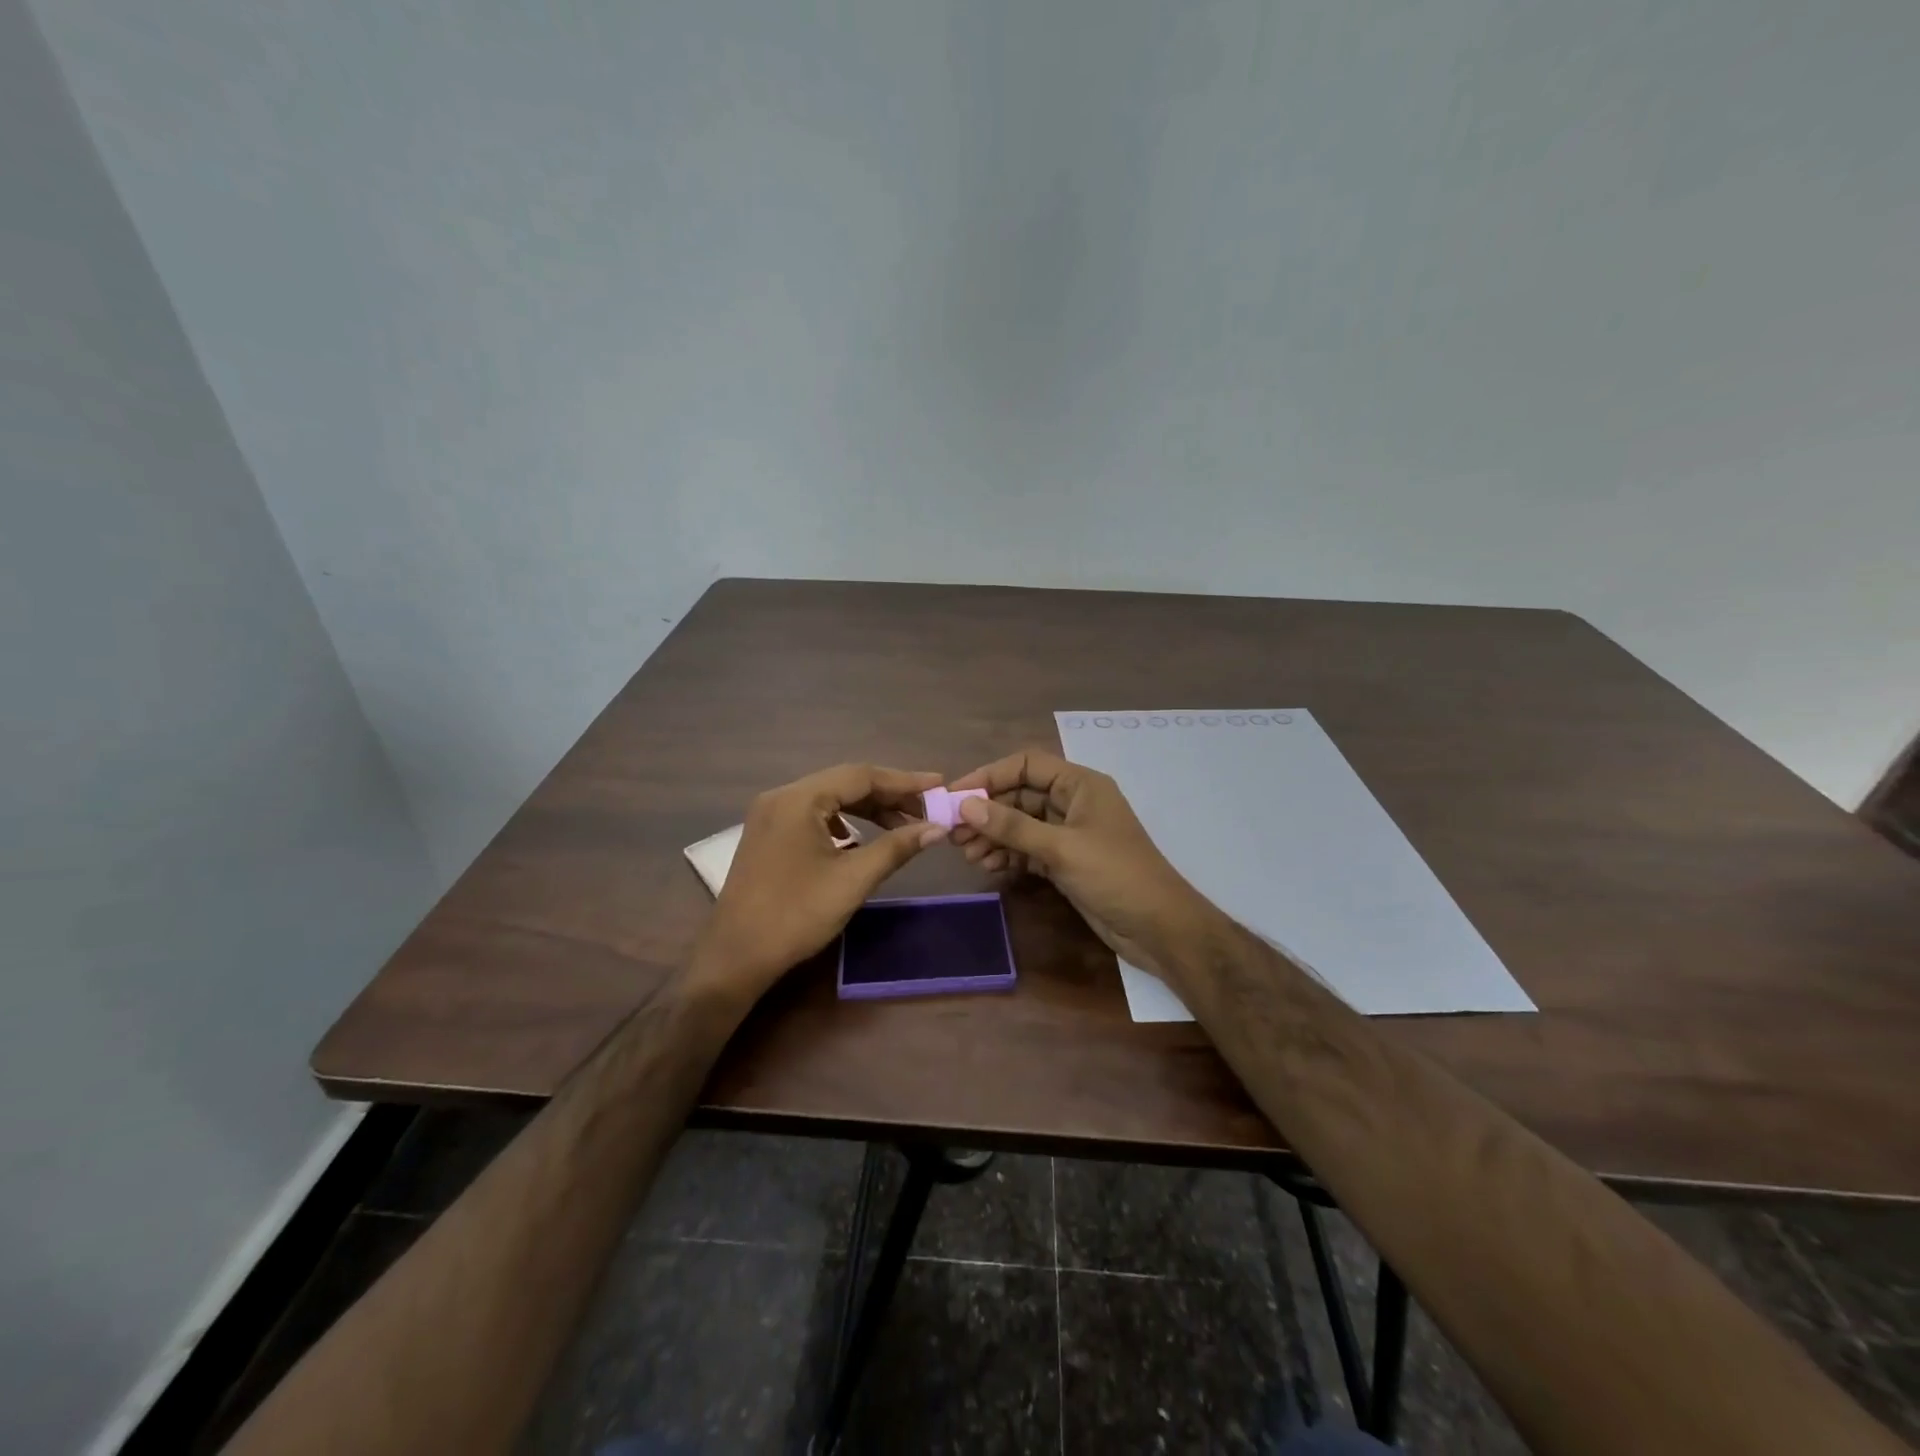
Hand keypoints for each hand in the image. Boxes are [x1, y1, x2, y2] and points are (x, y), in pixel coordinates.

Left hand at [688, 764, 947, 1004]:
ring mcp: (770, 816)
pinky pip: (813, 816)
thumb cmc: (796, 915)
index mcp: (799, 799)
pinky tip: (859, 840)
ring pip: (829, 800)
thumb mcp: (853, 879)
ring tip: (902, 824)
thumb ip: (897, 847)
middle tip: (926, 808)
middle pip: (844, 783)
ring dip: (867, 809)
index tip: (938, 785)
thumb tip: (937, 828)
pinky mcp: (768, 836)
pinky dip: (843, 822)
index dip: (904, 781)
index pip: (860, 776)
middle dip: (888, 795)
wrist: (736, 957)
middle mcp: (781, 797)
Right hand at [947, 749, 1219, 978]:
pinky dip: (1007, 855)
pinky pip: (1028, 849)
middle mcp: (1073, 803)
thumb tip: (966, 806)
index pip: (1027, 765)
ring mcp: (1069, 834)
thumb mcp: (1061, 848)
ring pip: (1021, 825)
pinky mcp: (1066, 862)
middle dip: (987, 812)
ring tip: (966, 854)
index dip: (990, 775)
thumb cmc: (1115, 876)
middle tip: (953, 832)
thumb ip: (1013, 826)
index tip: (956, 795)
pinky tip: (987, 866)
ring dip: (993, 836)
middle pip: (1020, 795)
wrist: (1158, 928)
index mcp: (1081, 785)